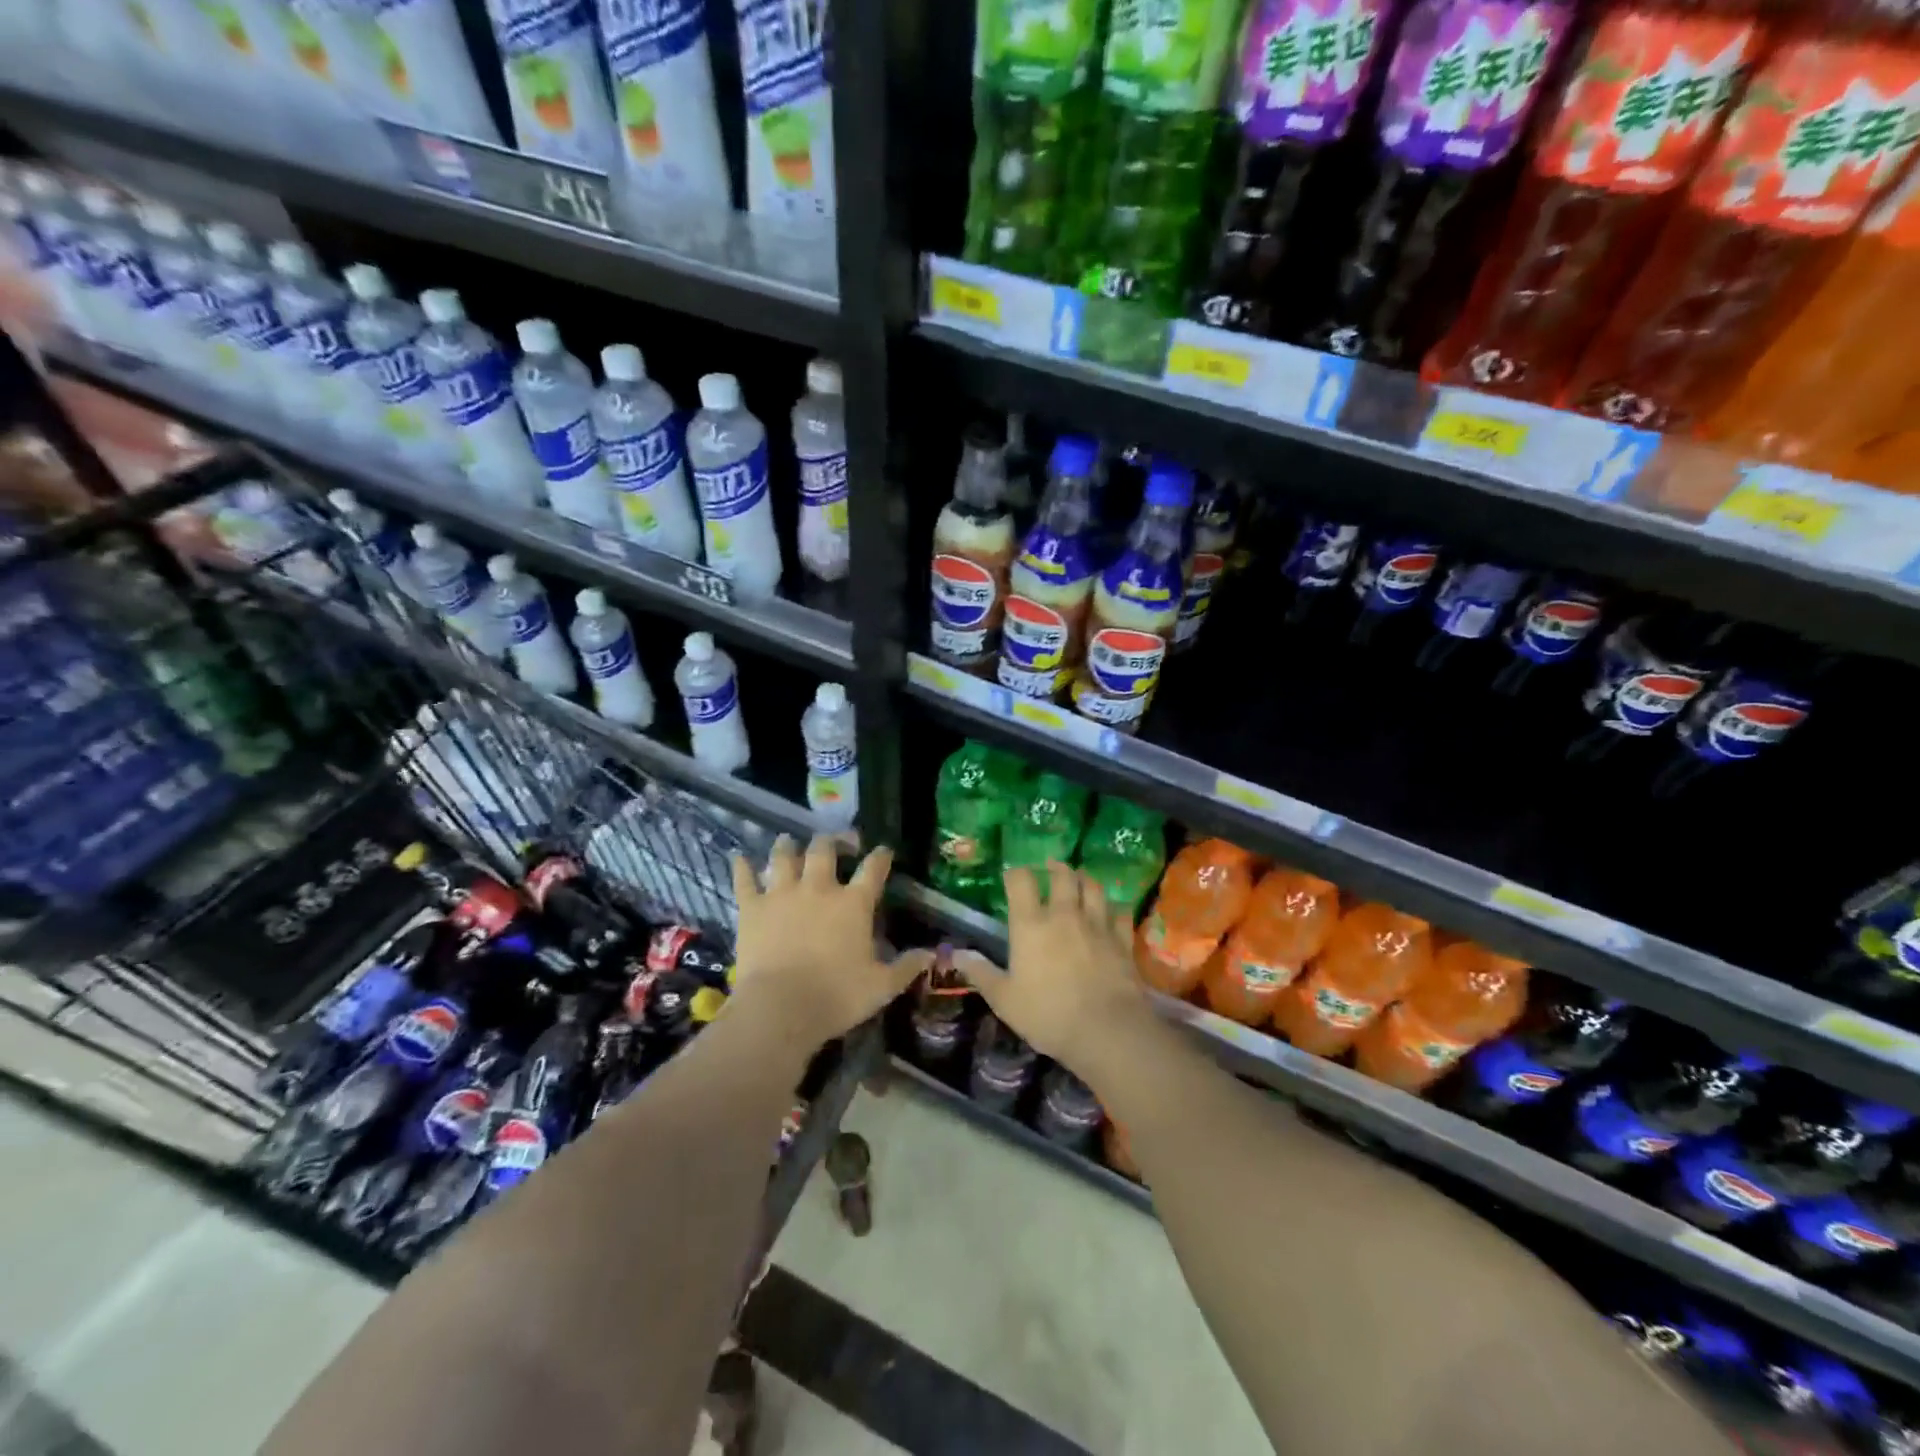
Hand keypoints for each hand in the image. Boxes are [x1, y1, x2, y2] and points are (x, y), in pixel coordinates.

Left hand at [728, 835, 925, 1047]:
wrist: (779, 1008)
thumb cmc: (836, 996)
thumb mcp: (881, 986)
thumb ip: (907, 967)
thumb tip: (931, 955)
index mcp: (853, 903)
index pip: (873, 869)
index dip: (881, 856)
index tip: (884, 851)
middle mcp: (819, 888)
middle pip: (824, 850)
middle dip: (832, 841)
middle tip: (837, 842)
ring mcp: (782, 894)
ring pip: (784, 856)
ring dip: (787, 846)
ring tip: (788, 841)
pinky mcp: (752, 908)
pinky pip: (744, 879)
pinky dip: (742, 867)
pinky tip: (739, 857)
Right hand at [955, 863, 1152, 1074]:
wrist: (1106, 1030)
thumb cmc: (1047, 1014)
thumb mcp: (1004, 999)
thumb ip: (981, 973)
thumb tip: (956, 955)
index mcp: (1031, 925)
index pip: (1021, 881)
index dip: (1016, 874)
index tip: (1012, 876)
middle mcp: (1064, 915)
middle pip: (1063, 876)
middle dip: (1056, 868)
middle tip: (1051, 867)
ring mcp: (1097, 925)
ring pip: (1094, 888)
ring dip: (1085, 880)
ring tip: (1080, 881)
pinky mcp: (1122, 941)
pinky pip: (1121, 914)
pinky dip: (1115, 909)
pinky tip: (1112, 913)